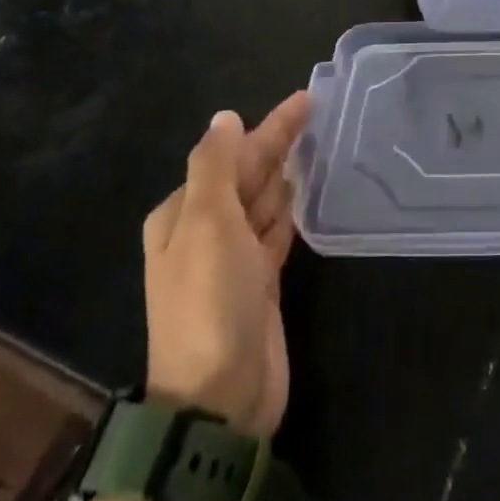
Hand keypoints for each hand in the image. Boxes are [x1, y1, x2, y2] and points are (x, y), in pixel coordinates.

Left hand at [142, 93, 310, 436]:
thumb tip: (225, 117)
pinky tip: (305, 190)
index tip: (304, 100)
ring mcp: (234, 259)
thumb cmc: (210, 300)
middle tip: (317, 109)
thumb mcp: (206, 223)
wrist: (220, 399)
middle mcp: (204, 232)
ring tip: (316, 141)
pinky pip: (277, 230)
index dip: (267, 126)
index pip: (230, 156)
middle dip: (278, 142)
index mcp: (183, 214)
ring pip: (264, 200)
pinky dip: (290, 207)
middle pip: (247, 174)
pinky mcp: (261, 282)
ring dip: (285, 171)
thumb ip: (216, 165)